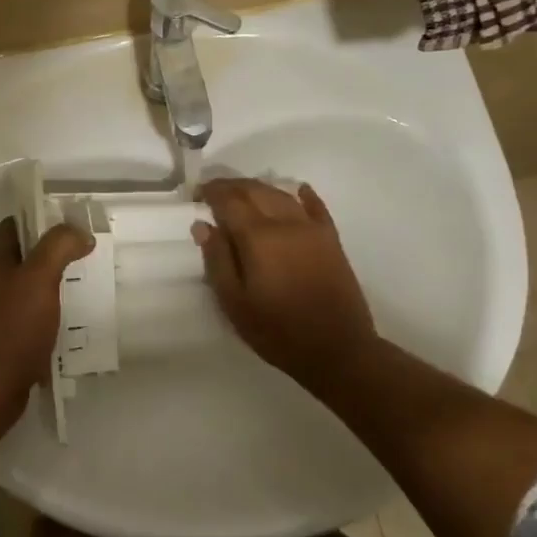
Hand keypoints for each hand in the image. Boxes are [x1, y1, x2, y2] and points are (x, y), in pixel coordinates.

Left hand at [0, 217, 94, 396]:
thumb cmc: (14, 326)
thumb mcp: (40, 278)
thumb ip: (59, 248)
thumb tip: (80, 232)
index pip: (11, 227)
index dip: (37, 219)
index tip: (67, 222)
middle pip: (18, 259)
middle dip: (46, 254)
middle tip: (80, 256)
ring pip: (22, 290)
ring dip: (46, 287)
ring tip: (79, 288)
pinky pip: (25, 319)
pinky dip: (43, 317)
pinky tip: (64, 324)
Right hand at [194, 178, 377, 391]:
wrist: (337, 350)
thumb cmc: (277, 331)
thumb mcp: (234, 302)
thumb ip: (217, 260)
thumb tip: (204, 225)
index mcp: (258, 237)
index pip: (230, 200)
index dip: (212, 192)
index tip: (198, 193)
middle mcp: (286, 223)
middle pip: (256, 190)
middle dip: (233, 186)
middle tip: (215, 192)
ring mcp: (312, 229)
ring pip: (282, 195)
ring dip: (260, 188)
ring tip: (244, 194)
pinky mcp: (332, 240)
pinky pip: (316, 207)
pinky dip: (303, 195)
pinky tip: (297, 191)